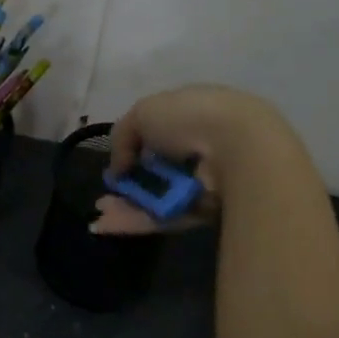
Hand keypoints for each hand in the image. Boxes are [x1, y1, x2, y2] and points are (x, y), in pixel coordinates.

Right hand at [93, 85, 304, 234]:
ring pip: (159, 196)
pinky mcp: (205, 212)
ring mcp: (205, 182)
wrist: (238, 150)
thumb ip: (123, 136)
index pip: (162, 131)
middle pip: (159, 168)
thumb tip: (119, 168)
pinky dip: (136, 221)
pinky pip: (165, 216)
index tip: (118, 161)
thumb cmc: (190, 119)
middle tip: (106, 191)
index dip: (136, 145)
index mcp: (195, 115)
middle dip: (130, 181)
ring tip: (100, 212)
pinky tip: (107, 225)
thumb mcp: (144, 112)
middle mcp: (202, 147)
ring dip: (127, 205)